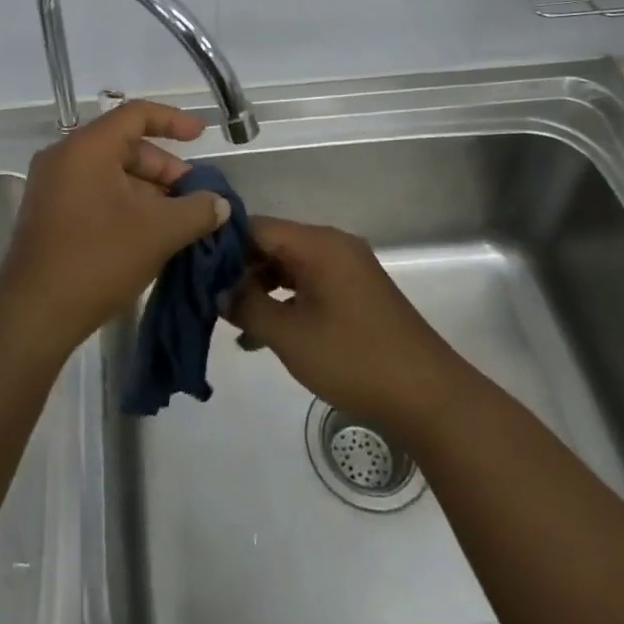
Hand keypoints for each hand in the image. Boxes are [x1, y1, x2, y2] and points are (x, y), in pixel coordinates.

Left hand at [0, 102, 230, 355]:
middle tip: (194, 195)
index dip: (173, 120)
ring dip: (148, 190)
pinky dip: (125, 203)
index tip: (202, 136)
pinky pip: (94, 192)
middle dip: (164, 167)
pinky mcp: (48, 213)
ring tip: (179, 219)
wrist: (33, 314)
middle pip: (124, 145)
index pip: (135, 114)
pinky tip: (149, 233)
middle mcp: (64, 157)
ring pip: (110, 172)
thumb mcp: (158, 232)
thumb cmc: (98, 259)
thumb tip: (219, 204)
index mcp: (87, 147)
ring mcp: (52, 186)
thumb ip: (196, 211)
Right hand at [226, 216, 464, 433]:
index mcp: (317, 243)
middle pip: (272, 243)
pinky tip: (264, 333)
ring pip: (289, 265)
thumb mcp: (290, 335)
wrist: (428, 397)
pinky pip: (309, 283)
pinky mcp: (356, 292)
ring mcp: (347, 268)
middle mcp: (332, 245)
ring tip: (231, 319)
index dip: (222, 246)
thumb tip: (219, 291)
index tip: (194, 269)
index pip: (255, 227)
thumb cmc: (354, 359)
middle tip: (208, 298)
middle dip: (239, 269)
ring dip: (261, 288)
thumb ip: (248, 306)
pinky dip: (285, 300)